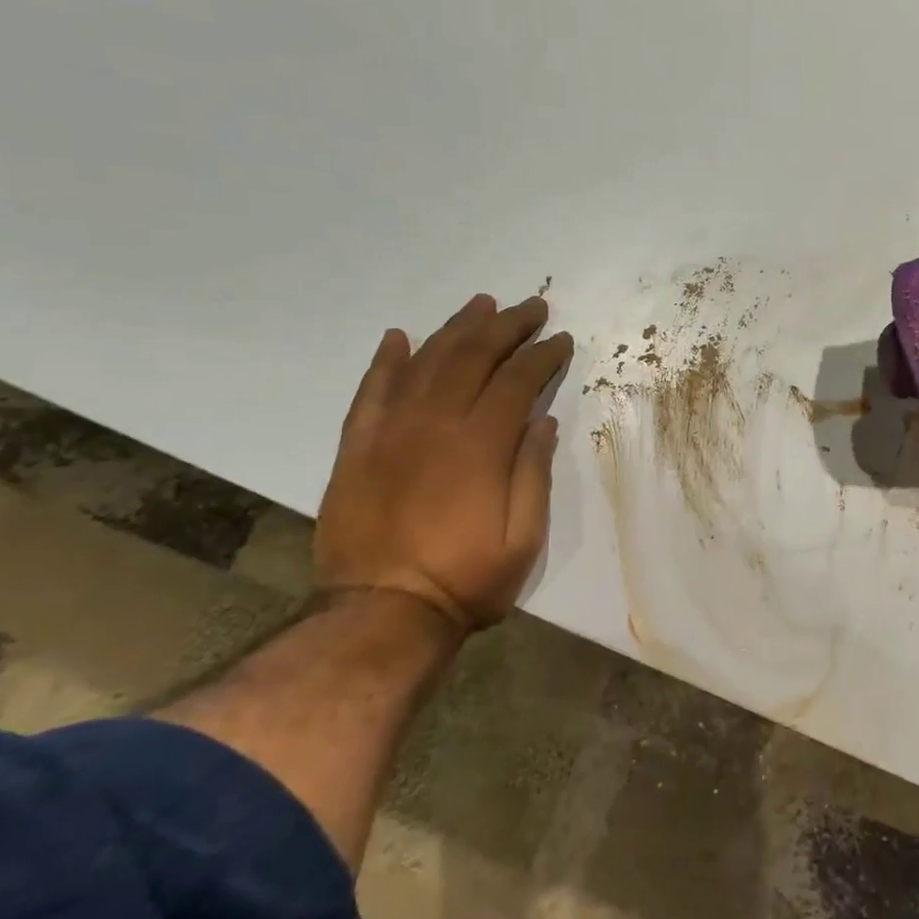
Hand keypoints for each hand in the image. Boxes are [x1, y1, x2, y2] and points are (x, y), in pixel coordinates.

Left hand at [315, 294, 573, 632]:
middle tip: (531, 307)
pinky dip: (386, 359)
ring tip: (481, 305)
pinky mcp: (357, 446)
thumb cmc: (465, 580)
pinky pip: (371, 390)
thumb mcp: (524, 538)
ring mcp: (390, 431)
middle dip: (507, 326)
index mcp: (480, 445)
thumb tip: (542, 421)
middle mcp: (435, 424)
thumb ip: (533, 473)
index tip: (561, 339)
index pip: (517, 380)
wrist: (380, 613)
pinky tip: (399, 337)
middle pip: (473, 356)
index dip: (542, 355)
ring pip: (425, 361)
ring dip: (456, 328)